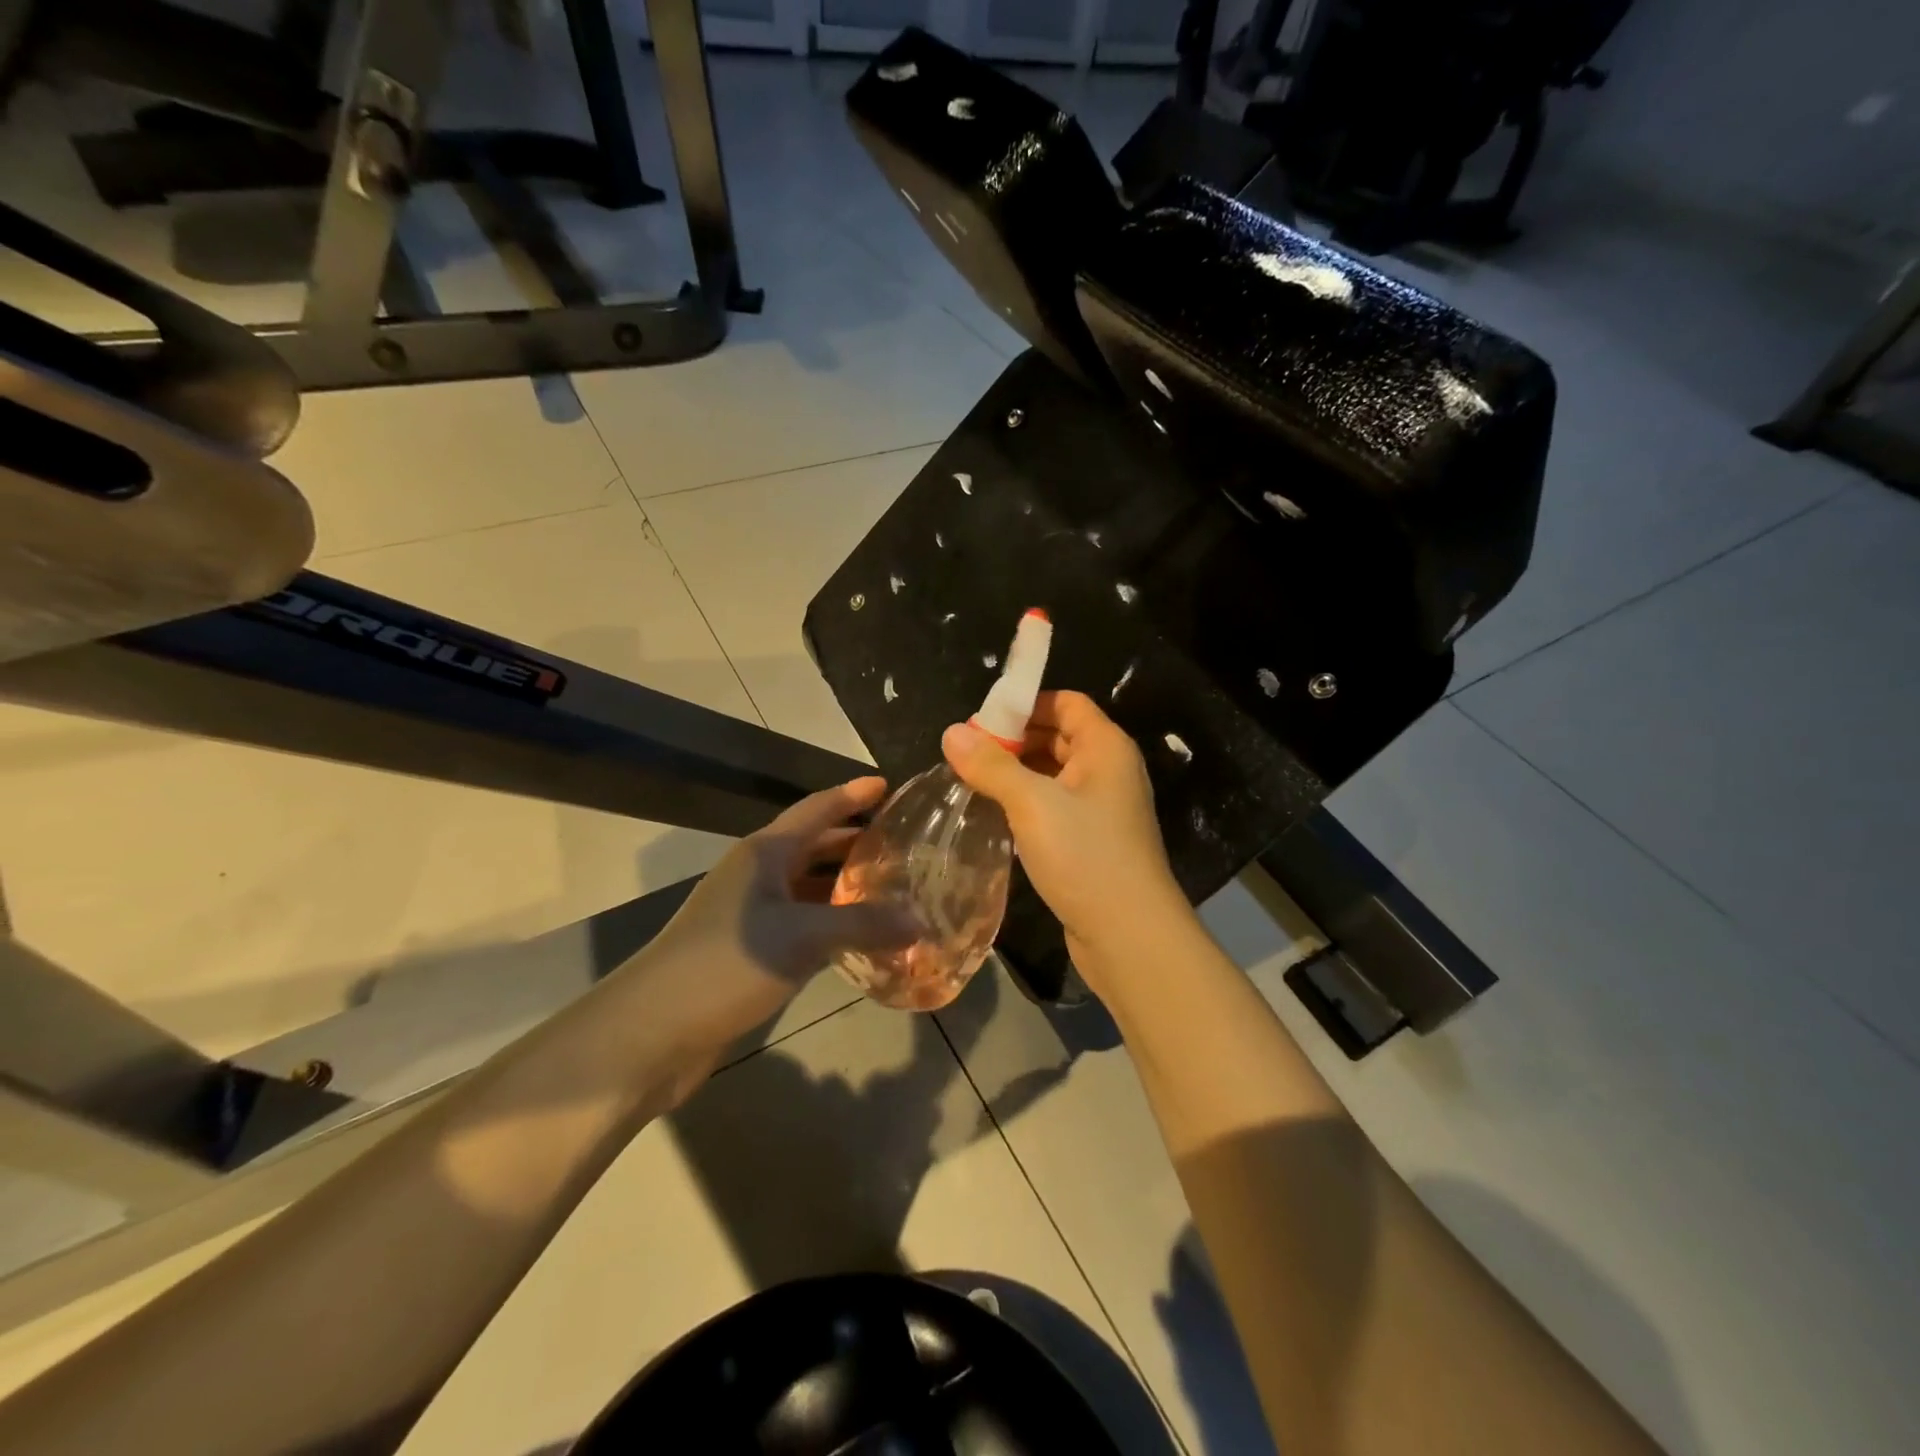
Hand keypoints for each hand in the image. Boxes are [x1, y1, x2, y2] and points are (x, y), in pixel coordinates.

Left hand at [628, 777, 918, 1052]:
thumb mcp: (801, 937)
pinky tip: (861, 939)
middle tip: (904, 844)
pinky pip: (802, 925)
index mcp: (764, 853)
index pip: (816, 809)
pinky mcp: (750, 952)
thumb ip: (863, 924)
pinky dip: (832, 926)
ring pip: (808, 889)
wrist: (650, 1032)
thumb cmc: (725, 963)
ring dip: (846, 888)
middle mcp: (757, 876)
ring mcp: (751, 915)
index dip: (852, 795)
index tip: (888, 785)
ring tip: (893, 889)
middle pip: (814, 847)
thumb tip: (920, 920)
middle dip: (855, 842)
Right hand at [942, 692, 1188, 978]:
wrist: (1129, 936)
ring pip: (1054, 775)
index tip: (981, 721)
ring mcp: (1102, 809)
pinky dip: (1027, 804)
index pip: (1066, 702)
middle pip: (1058, 736)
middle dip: (1014, 741)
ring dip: (1017, 774)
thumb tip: (951, 732)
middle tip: (967, 754)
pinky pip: (1055, 807)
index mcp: (1105, 747)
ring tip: (972, 782)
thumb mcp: (1032, 804)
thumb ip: (991, 765)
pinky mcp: (1091, 841)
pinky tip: (995, 815)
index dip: (1025, 704)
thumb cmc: (1086, 856)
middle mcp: (1108, 771)